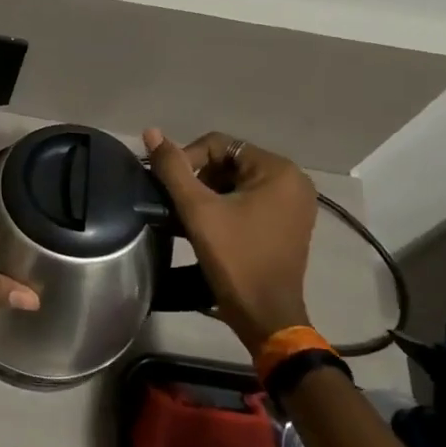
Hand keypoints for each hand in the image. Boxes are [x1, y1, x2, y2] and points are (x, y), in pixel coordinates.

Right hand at [143, 128, 316, 358]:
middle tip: (180, 206)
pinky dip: (227, 208)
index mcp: (279, 170)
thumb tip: (151, 132)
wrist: (265, 315)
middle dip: (200, 179)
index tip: (170, 189)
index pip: (219, 145)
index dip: (187, 160)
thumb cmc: (235, 258)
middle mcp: (294, 181)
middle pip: (230, 162)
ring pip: (237, 182)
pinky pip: (250, 201)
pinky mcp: (288, 224)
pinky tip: (209, 227)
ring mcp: (294, 204)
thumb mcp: (198, 210)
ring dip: (210, 195)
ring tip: (190, 217)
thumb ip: (173, 168)